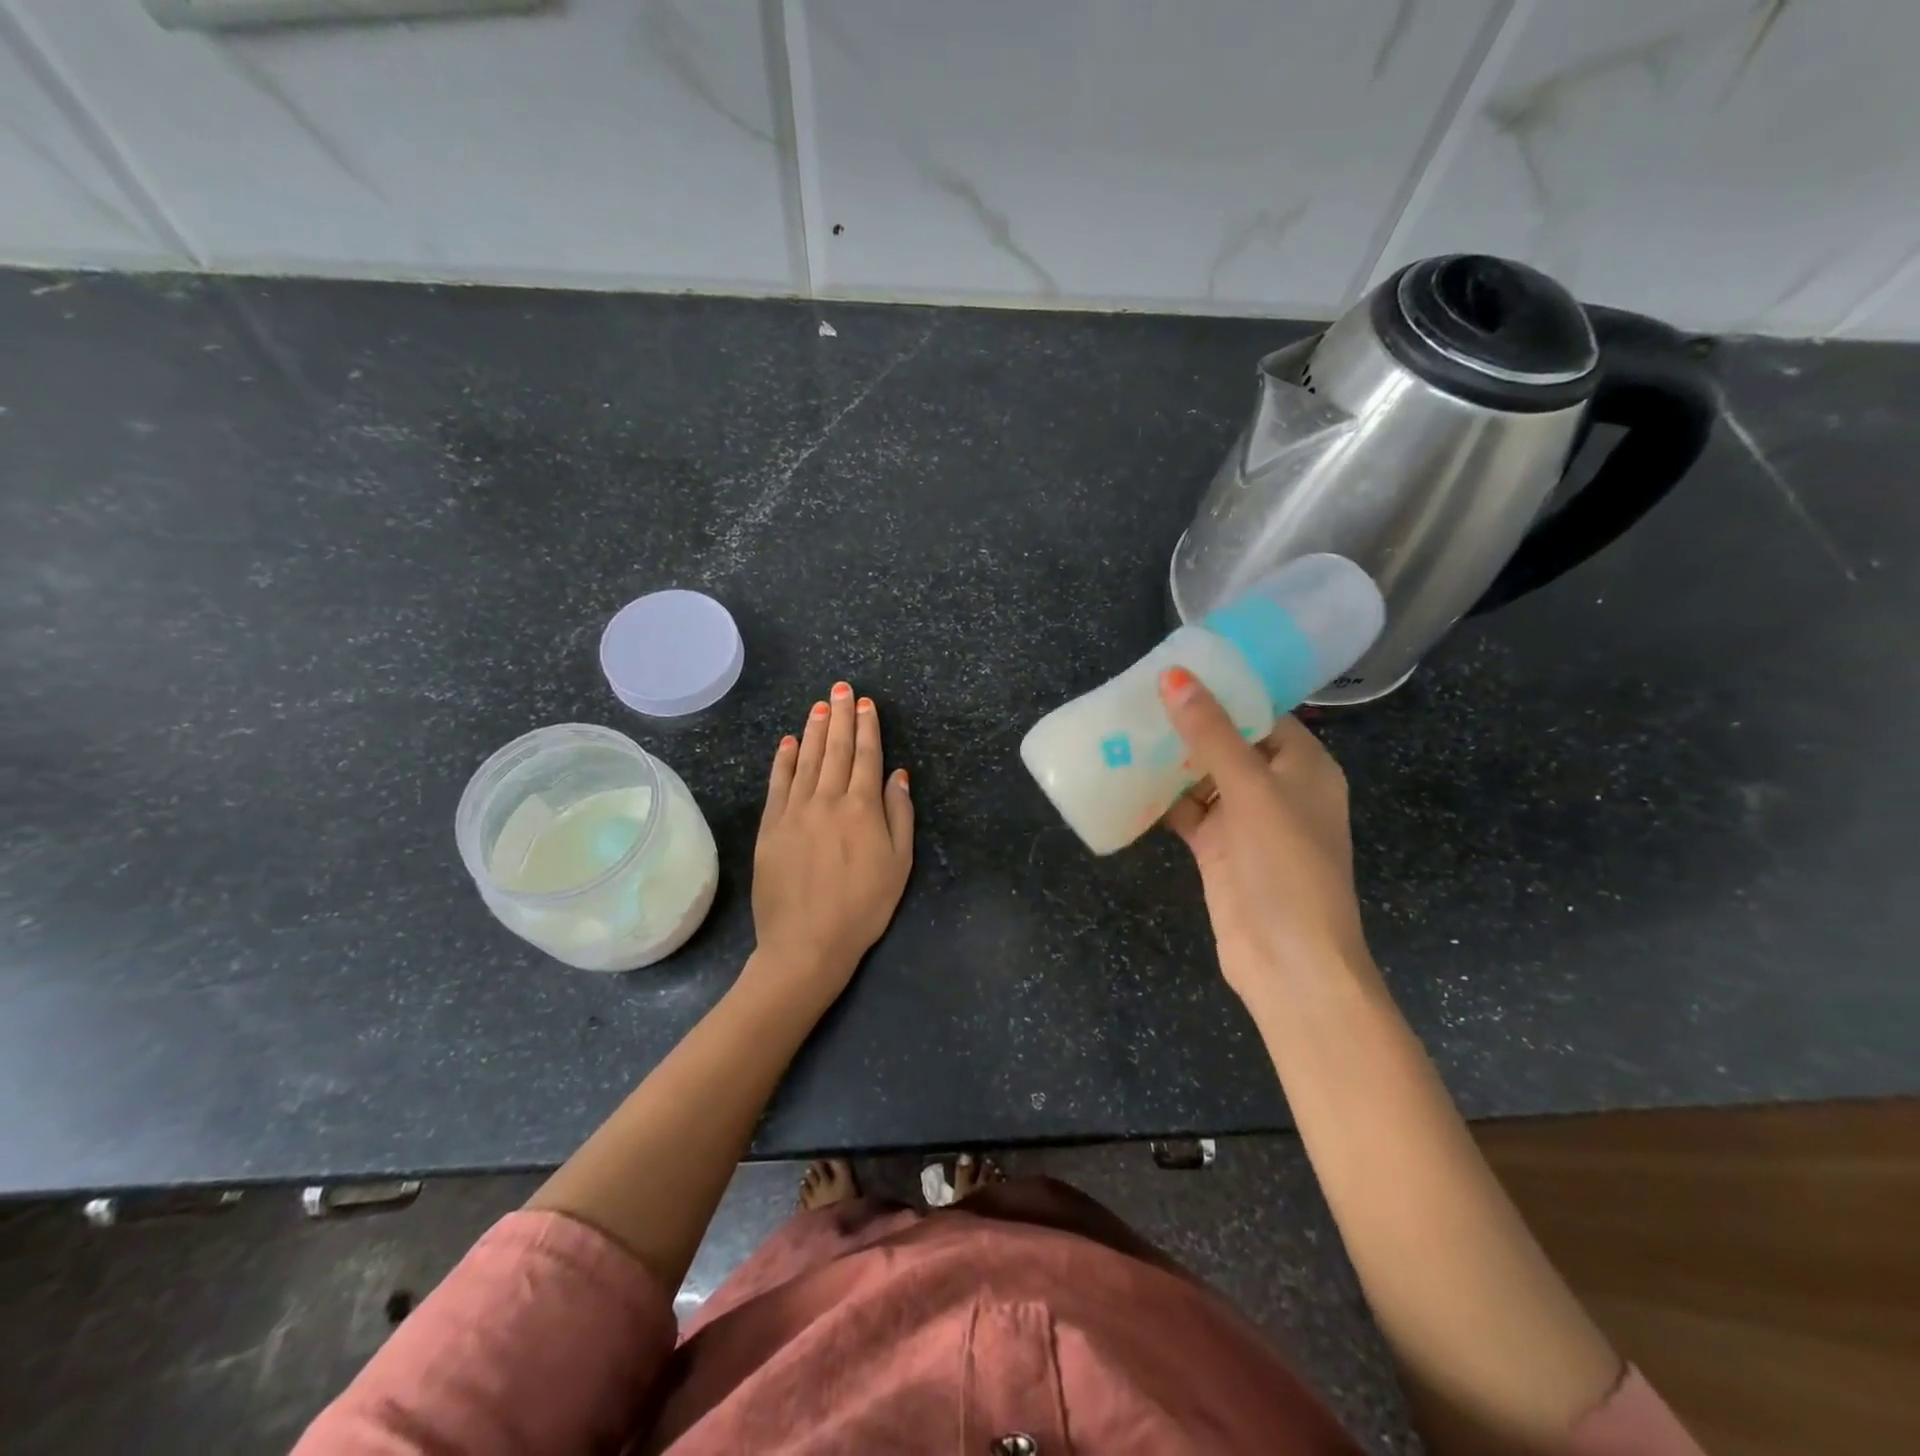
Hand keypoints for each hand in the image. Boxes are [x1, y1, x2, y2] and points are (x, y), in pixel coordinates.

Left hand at [750, 681, 912, 1009]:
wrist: (807, 942)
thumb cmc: (863, 907)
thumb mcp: (899, 864)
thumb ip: (900, 814)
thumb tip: (898, 774)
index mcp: (862, 807)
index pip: (866, 756)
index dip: (867, 727)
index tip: (866, 703)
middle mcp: (827, 799)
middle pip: (836, 749)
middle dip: (841, 715)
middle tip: (842, 688)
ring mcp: (795, 811)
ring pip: (806, 760)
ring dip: (814, 730)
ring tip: (819, 705)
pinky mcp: (770, 827)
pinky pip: (778, 784)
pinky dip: (784, 760)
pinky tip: (788, 742)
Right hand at [1158, 667, 1369, 1003]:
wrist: (1288, 961)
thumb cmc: (1285, 865)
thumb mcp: (1252, 790)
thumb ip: (1212, 733)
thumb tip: (1175, 676)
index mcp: (1304, 765)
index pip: (1262, 712)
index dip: (1222, 690)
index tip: (1175, 669)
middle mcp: (1277, 788)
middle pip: (1228, 742)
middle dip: (1187, 722)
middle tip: (1136, 695)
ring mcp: (1246, 821)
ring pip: (1202, 776)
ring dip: (1169, 759)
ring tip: (1124, 727)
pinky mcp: (1218, 849)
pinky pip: (1187, 811)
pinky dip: (1161, 798)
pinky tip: (1126, 777)